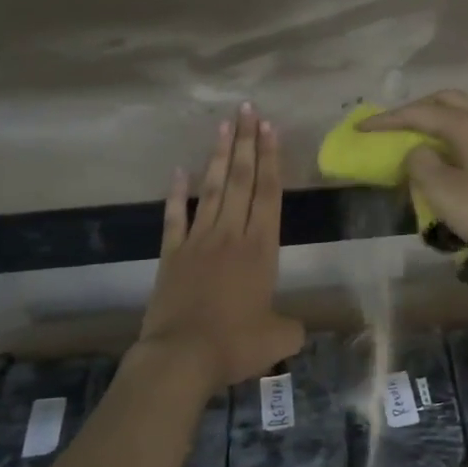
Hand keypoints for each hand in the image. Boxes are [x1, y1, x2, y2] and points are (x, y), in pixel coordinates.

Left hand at [139, 104, 304, 388]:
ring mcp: (198, 241)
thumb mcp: (279, 339)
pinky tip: (179, 170)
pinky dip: (176, 193)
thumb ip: (292, 327)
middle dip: (246, 143)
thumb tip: (296, 328)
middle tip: (247, 110)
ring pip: (212, 190)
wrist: (181, 357)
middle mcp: (231, 235)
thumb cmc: (236, 344)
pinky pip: (175, 217)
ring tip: (224, 125)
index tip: (269, 128)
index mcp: (261, 249)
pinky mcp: (171, 254)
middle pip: (242, 180)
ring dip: (219, 156)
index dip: (271, 159)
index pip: (269, 194)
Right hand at [362, 90, 467, 271]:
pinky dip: (454, 133)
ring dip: (437, 118)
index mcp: (467, 124)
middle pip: (446, 101)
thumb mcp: (442, 190)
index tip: (361, 128)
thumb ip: (420, 163)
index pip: (419, 113)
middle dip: (416, 109)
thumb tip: (418, 151)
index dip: (387, 120)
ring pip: (464, 113)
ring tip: (417, 137)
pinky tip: (448, 154)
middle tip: (392, 126)